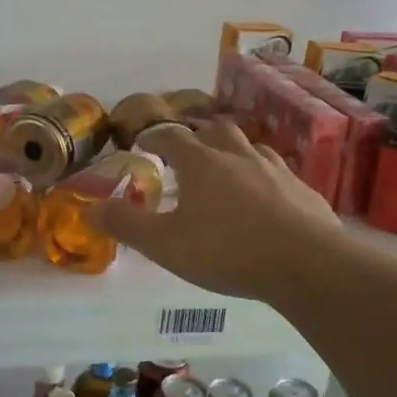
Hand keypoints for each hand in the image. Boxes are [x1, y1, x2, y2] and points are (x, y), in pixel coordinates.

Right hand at [92, 119, 341, 300]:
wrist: (306, 264)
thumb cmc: (227, 251)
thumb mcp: (165, 244)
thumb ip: (126, 225)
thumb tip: (91, 208)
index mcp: (202, 163)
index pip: (171, 137)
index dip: (154, 138)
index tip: (143, 144)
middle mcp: (239, 156)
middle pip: (215, 132)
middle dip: (198, 138)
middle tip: (188, 155)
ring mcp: (276, 170)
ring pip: (251, 149)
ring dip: (234, 155)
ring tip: (227, 173)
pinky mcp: (305, 191)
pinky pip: (279, 175)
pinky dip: (265, 179)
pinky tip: (267, 200)